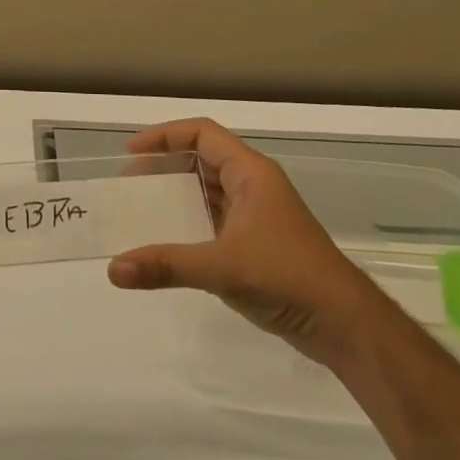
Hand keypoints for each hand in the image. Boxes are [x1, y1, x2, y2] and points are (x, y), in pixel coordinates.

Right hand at [108, 119, 377, 362]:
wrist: (346, 326)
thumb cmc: (288, 277)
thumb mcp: (222, 267)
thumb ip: (166, 265)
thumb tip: (113, 270)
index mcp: (251, 173)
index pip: (202, 134)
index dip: (165, 136)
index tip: (132, 153)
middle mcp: (254, 187)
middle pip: (203, 158)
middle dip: (166, 165)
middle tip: (131, 182)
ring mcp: (258, 216)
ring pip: (210, 191)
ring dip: (177, 194)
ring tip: (143, 208)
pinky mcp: (258, 244)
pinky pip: (215, 219)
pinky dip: (190, 222)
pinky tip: (170, 241)